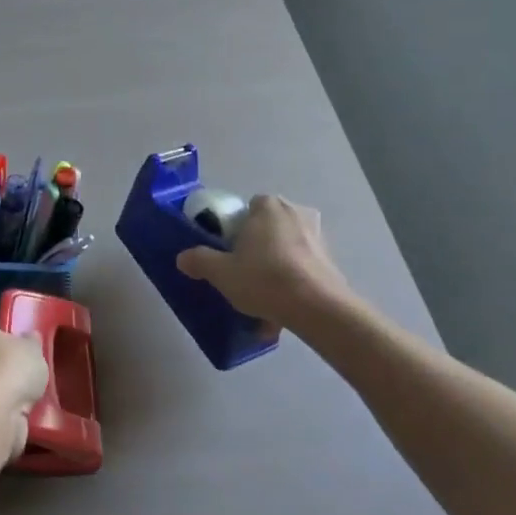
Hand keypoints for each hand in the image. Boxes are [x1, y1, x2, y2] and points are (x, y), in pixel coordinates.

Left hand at [0, 321, 49, 461]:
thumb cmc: (11, 367)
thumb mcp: (32, 346)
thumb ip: (32, 341)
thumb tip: (31, 337)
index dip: (9, 335)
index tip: (25, 344)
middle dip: (8, 366)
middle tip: (32, 371)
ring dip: (9, 392)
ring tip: (35, 394)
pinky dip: (9, 412)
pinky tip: (27, 413)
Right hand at [176, 194, 366, 334]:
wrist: (318, 308)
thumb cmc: (264, 278)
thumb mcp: (221, 272)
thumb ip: (199, 261)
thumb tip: (182, 258)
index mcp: (267, 206)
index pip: (247, 208)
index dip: (236, 229)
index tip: (230, 252)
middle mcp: (295, 212)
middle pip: (268, 228)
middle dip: (258, 248)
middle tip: (245, 273)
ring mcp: (318, 236)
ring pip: (287, 249)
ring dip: (277, 267)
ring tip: (264, 298)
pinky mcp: (332, 260)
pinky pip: (304, 268)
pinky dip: (294, 283)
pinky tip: (283, 308)